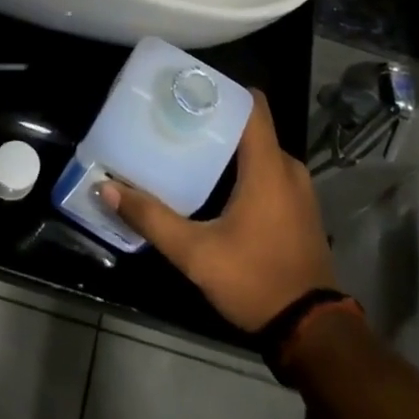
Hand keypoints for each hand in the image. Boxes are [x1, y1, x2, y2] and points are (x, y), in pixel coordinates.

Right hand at [97, 91, 338, 331]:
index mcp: (268, 166)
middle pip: (251, 126)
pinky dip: (243, 169)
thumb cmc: (255, 280)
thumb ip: (151, 219)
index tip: (189, 87)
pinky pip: (270, 172)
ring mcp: (298, 189)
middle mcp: (288, 168)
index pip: (253, 105)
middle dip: (216, 119)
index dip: (223, 89)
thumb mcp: (195, 253)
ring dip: (228, 147)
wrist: (311, 330)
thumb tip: (107, 189)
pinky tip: (214, 184)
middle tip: (175, 120)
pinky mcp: (299, 209)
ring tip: (188, 147)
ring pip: (259, 151)